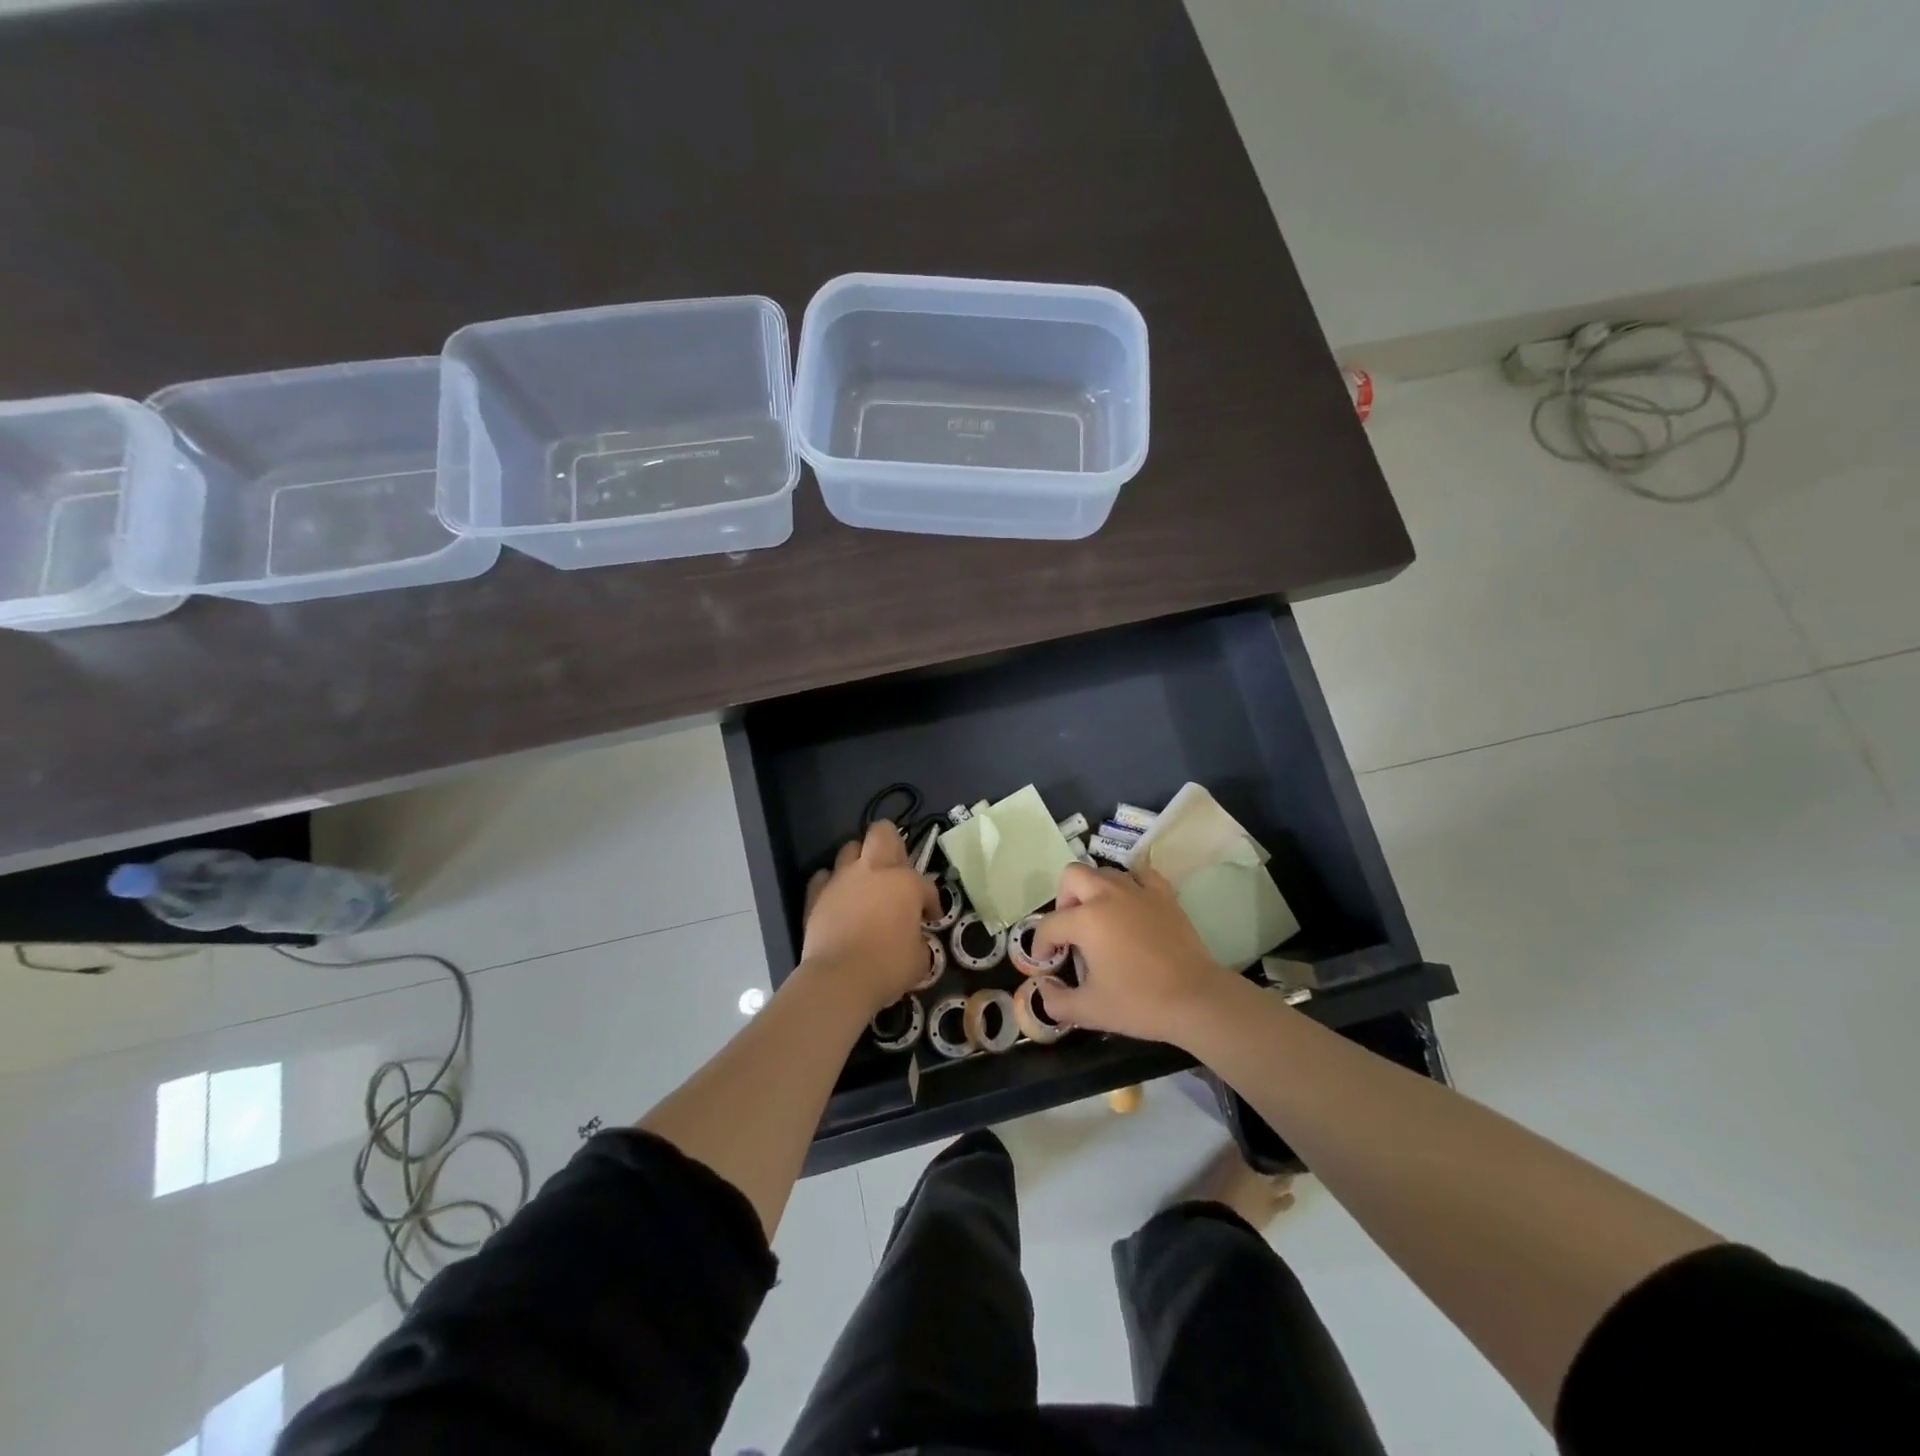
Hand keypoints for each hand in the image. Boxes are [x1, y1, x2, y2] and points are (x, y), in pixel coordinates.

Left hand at [800, 821, 941, 1015]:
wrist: (839, 978)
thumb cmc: (888, 967)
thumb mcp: (920, 959)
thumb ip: (919, 941)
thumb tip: (913, 941)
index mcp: (905, 883)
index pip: (926, 885)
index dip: (931, 902)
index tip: (930, 918)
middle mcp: (873, 871)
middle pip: (882, 833)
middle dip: (892, 844)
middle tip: (896, 870)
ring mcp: (841, 879)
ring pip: (849, 849)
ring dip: (859, 861)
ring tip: (865, 883)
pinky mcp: (815, 895)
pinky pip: (823, 878)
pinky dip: (831, 884)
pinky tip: (837, 898)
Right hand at [1027, 862, 1234, 1043]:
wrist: (1196, 999)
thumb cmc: (1139, 1003)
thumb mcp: (1090, 1010)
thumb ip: (1056, 1001)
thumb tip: (1044, 989)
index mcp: (1086, 920)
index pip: (1049, 925)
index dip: (1041, 946)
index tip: (1046, 964)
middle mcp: (1108, 895)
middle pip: (1072, 877)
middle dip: (1063, 900)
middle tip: (1071, 930)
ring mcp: (1138, 890)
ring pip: (1104, 872)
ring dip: (1094, 891)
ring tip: (1100, 919)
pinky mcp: (1164, 894)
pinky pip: (1140, 875)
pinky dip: (1131, 884)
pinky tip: (1132, 905)